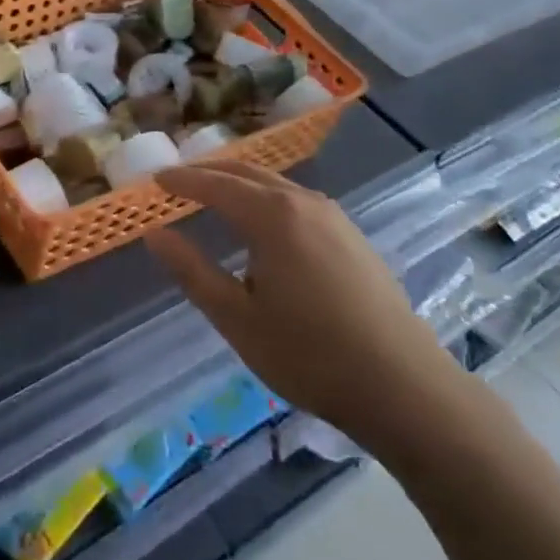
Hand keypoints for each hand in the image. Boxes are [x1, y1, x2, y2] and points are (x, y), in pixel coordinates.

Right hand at [147, 160, 476, 463]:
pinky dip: (266, 196)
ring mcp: (333, 216)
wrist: (404, 387)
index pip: (215, 185)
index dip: (182, 181)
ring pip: (275, 184)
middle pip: (246, 173)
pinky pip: (297, 199)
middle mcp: (302, 202)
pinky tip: (264, 220)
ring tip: (215, 194)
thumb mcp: (237, 318)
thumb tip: (155, 235)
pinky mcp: (352, 235)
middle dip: (210, 172)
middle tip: (179, 180)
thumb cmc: (309, 355)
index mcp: (271, 217)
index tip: (156, 180)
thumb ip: (192, 271)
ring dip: (240, 182)